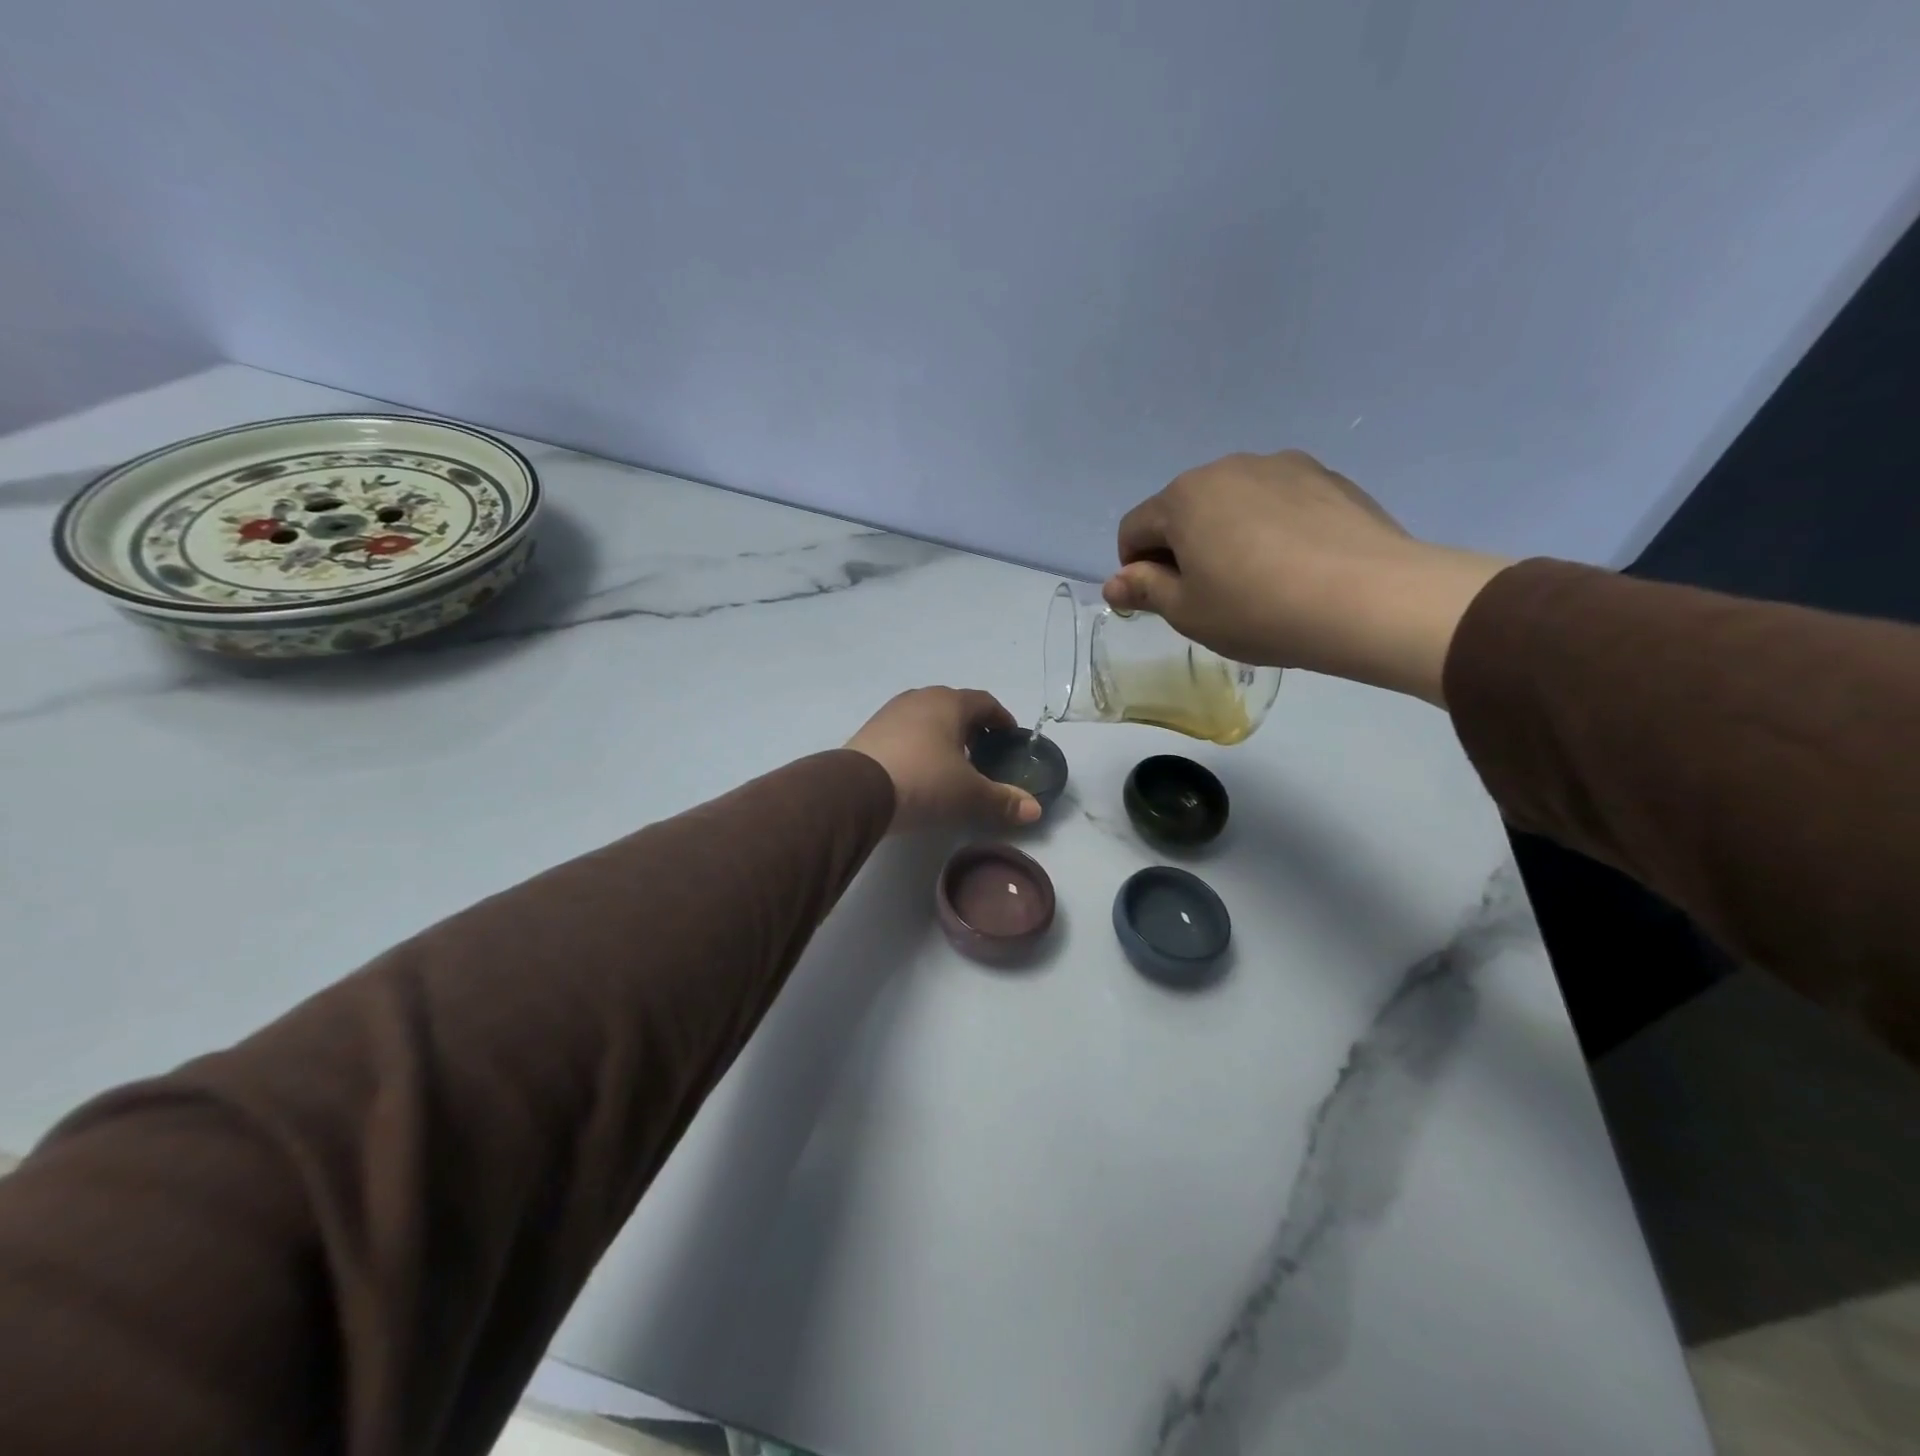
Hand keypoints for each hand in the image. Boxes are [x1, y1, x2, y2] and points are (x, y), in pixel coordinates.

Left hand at [847, 688, 1041, 833]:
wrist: (856, 791)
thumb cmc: (924, 781)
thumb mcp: (968, 794)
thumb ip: (1003, 800)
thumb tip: (1035, 810)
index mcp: (949, 703)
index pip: (985, 702)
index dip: (1001, 719)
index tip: (1010, 736)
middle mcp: (919, 698)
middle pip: (954, 706)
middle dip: (971, 727)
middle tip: (982, 753)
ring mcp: (890, 712)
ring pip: (926, 717)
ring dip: (942, 735)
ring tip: (951, 763)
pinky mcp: (869, 731)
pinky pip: (904, 732)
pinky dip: (918, 744)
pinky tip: (919, 769)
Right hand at [1104, 451, 1510, 705]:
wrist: (1369, 599)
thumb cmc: (1258, 610)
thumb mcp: (1188, 612)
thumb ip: (1145, 590)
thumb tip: (1114, 582)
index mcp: (1183, 497)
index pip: (1134, 529)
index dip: (1134, 569)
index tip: (1160, 602)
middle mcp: (1227, 467)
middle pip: (1183, 510)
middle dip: (1182, 549)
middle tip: (1209, 596)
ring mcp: (1282, 466)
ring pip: (1232, 503)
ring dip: (1226, 535)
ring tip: (1258, 581)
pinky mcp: (1327, 477)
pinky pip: (1277, 502)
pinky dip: (1271, 528)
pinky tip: (1296, 565)